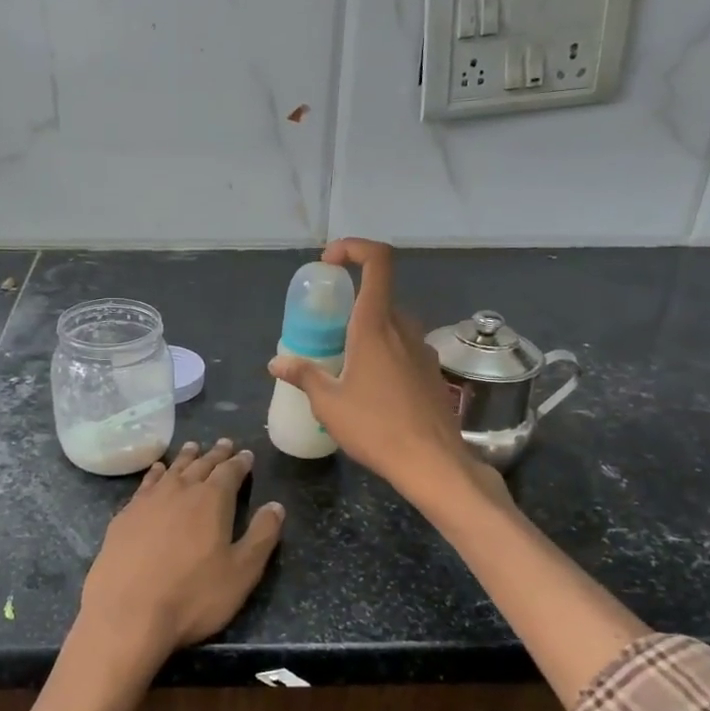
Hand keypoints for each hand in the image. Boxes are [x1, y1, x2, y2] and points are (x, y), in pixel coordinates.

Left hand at [77, 438, 285, 674]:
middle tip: (223, 443)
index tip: (246, 454)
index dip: (240, 463)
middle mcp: (179, 491)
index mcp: (212, 500)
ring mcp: (148, 501)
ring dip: (185, 458)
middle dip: (215, 454)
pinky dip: (155, 474)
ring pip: (171, 470)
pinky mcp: (124, 516)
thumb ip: (262, 536)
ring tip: (192, 447)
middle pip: (200, 465)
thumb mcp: (242, 572)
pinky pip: (145, 484)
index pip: (230, 472)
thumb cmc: (192, 596)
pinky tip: (156, 472)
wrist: (127, 614)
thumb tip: (276, 506)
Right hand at [268, 239, 494, 510]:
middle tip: (325, 332)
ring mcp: (422, 349)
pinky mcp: (432, 372)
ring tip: (345, 366)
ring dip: (367, 333)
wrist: (432, 462)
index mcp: (375, 325)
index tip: (330, 262)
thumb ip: (303, 375)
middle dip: (350, 306)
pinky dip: (384, 354)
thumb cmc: (375, 427)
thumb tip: (277, 362)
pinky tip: (371, 390)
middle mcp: (403, 328)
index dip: (355, 248)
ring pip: (392, 325)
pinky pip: (404, 348)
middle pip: (378, 297)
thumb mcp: (328, 403)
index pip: (377, 261)